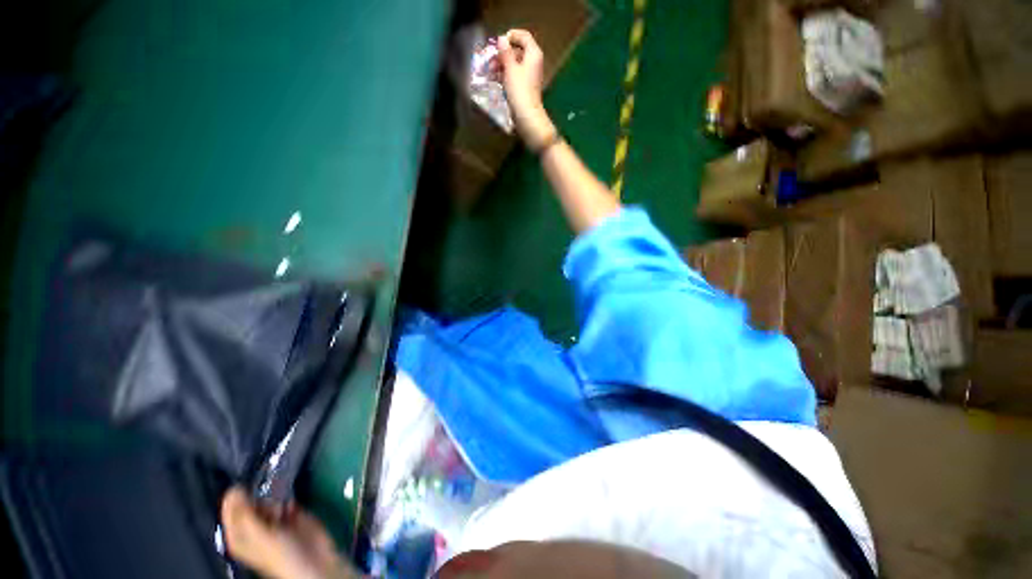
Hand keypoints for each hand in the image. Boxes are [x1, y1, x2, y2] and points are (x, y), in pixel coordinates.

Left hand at [221, 487, 359, 578]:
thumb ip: (245, 515)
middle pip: (249, 503)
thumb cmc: (281, 555)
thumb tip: (234, 489)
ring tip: (280, 508)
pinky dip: (287, 497)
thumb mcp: (259, 537)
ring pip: (267, 498)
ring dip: (274, 497)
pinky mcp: (291, 512)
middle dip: (256, 496)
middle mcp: (254, 526)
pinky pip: (285, 498)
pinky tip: (291, 505)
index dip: (233, 499)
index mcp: (240, 536)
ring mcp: (273, 519)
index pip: (230, 512)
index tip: (241, 484)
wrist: (315, 558)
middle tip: (264, 499)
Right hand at [498, 29, 556, 149]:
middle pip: (517, 51)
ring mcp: (529, 76)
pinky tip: (494, 80)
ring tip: (489, 72)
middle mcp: (533, 63)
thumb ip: (505, 52)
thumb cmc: (519, 90)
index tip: (497, 43)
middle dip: (502, 54)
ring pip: (514, 65)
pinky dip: (505, 76)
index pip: (523, 36)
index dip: (510, 36)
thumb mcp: (510, 69)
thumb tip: (502, 39)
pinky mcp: (525, 88)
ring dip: (501, 66)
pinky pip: (514, 76)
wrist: (527, 117)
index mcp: (533, 54)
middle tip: (490, 60)